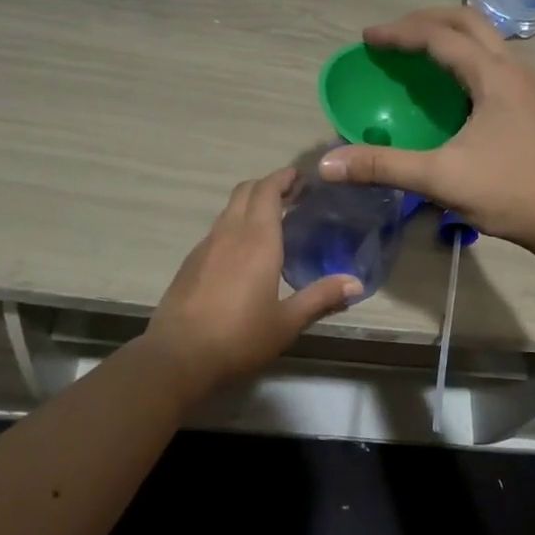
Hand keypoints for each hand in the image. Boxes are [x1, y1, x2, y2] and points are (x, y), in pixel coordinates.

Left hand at [145, 167, 361, 395]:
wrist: (177, 357)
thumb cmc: (239, 337)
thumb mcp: (287, 322)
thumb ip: (321, 298)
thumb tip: (356, 284)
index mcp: (257, 240)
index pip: (267, 191)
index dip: (283, 178)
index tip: (301, 176)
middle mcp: (229, 234)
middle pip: (245, 191)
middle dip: (268, 185)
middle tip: (292, 194)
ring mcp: (205, 247)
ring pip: (229, 210)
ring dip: (250, 204)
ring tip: (272, 220)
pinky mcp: (190, 263)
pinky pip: (217, 231)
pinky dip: (234, 226)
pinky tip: (244, 252)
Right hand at [318, 6, 534, 255]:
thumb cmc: (511, 193)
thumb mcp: (441, 179)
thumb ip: (383, 166)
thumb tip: (328, 164)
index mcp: (493, 75)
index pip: (439, 36)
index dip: (399, 33)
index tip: (367, 39)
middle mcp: (513, 69)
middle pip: (467, 22)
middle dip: (425, 21)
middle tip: (391, 38)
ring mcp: (527, 86)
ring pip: (485, 40)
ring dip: (448, 36)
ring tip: (415, 53)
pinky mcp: (531, 105)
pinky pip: (492, 62)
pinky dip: (463, 58)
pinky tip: (449, 88)